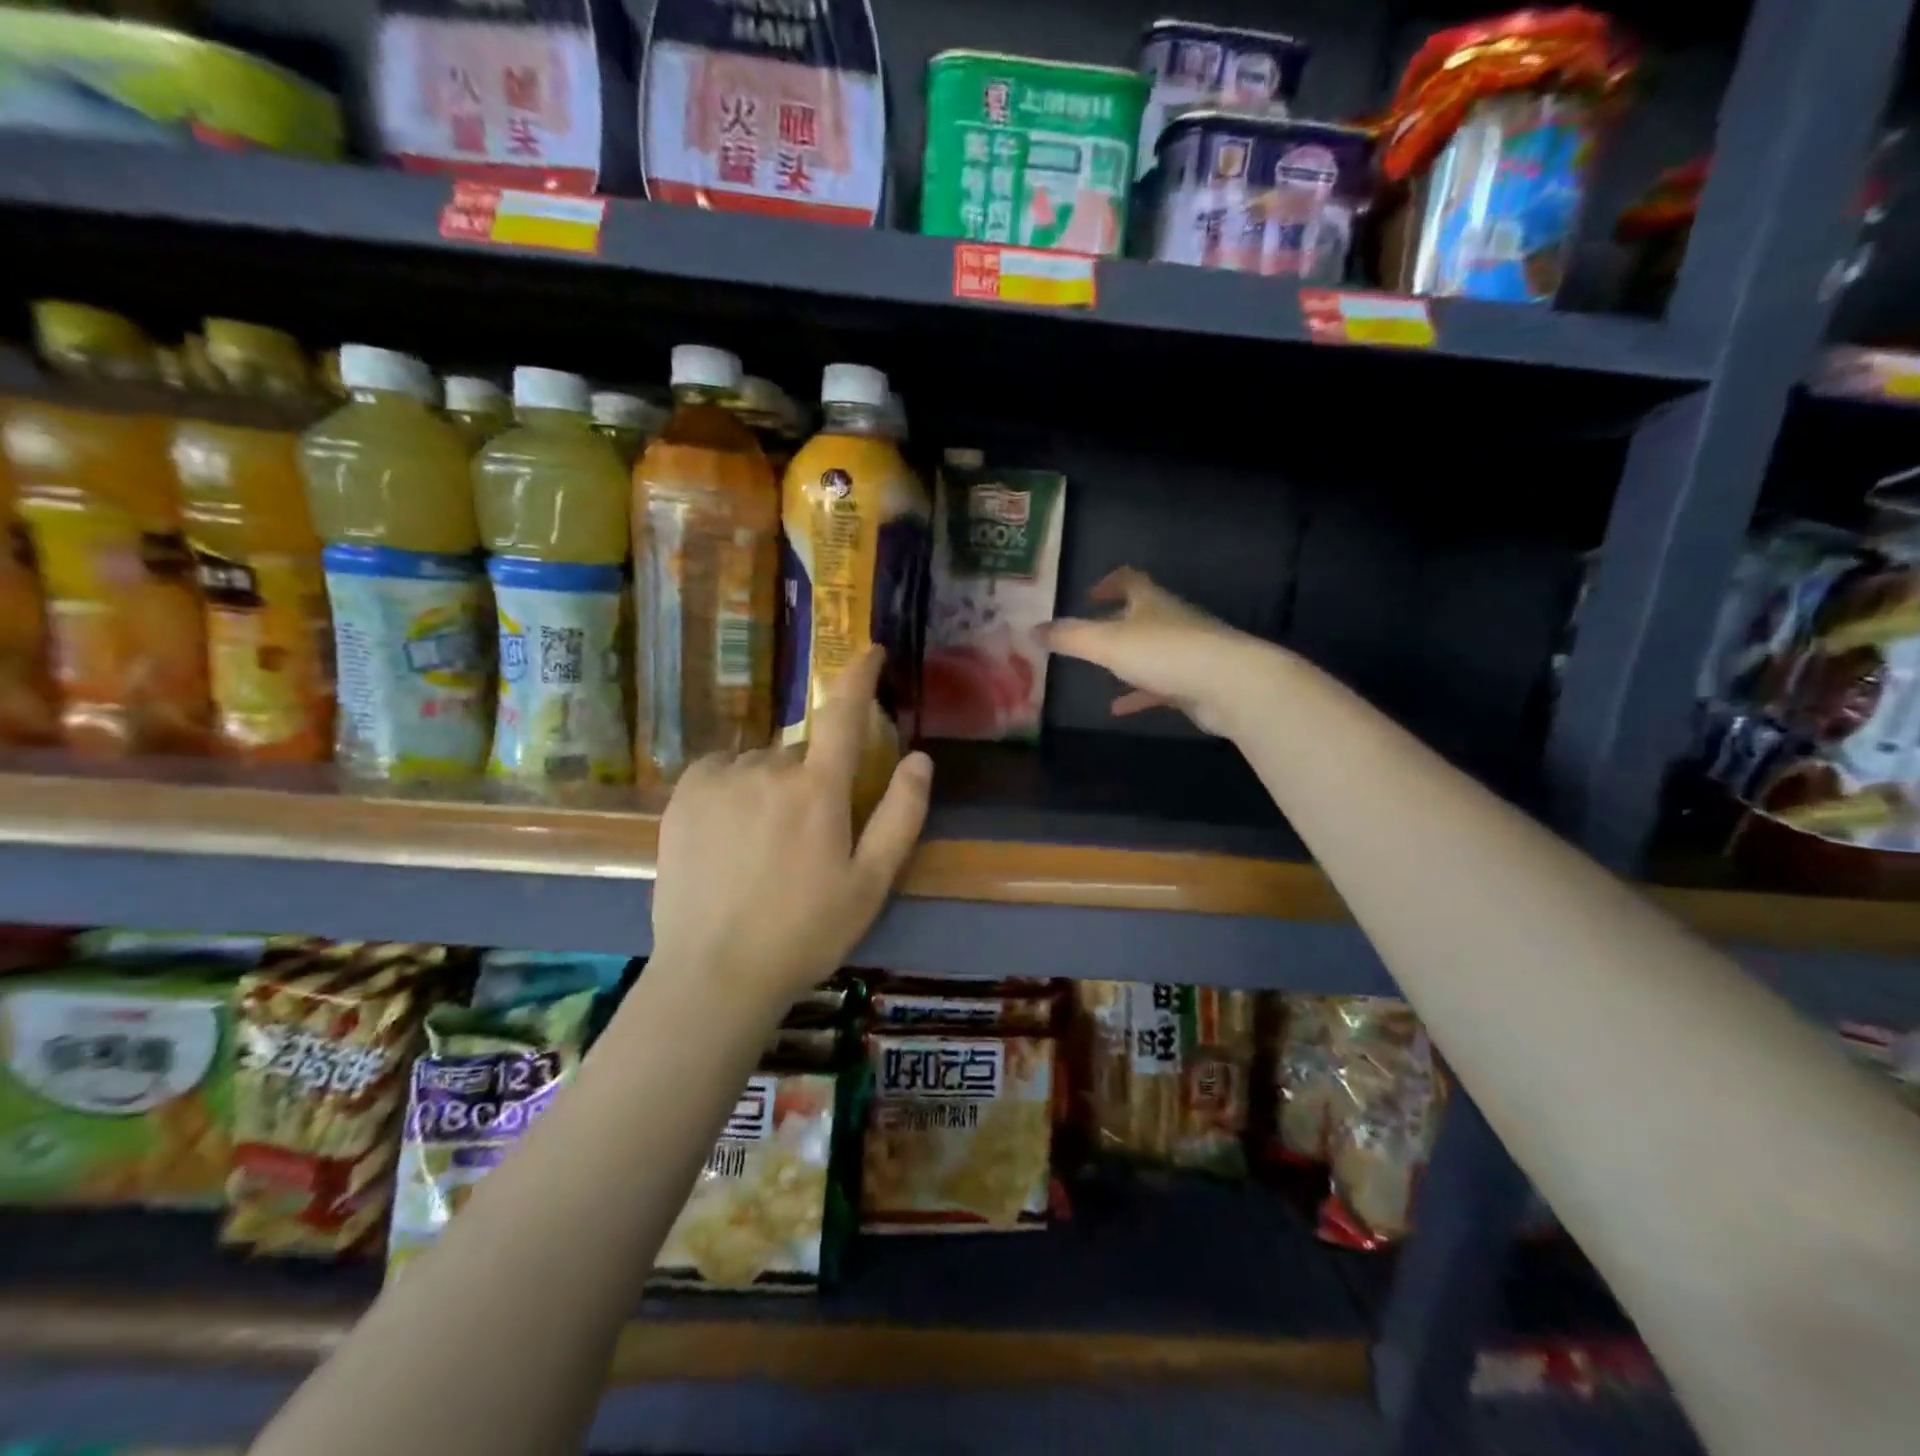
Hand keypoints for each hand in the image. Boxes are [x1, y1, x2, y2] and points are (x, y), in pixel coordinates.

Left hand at [650, 647, 933, 1006]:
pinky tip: (730, 835)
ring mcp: (721, 778)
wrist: (714, 974)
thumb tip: (921, 757)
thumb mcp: (870, 883)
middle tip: (807, 840)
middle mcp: (769, 770)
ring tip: (762, 849)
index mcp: (819, 790)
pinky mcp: (685, 794)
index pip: (845, 714)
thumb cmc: (805, 932)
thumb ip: (901, 815)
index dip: (860, 676)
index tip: (870, 650)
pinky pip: (723, 770)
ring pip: (762, 765)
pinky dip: (735, 788)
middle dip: (812, 782)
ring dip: (772, 788)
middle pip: (802, 754)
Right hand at [1045, 567, 1266, 735]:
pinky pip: (1160, 685)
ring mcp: (1187, 651)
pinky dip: (1138, 693)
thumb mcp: (1107, 643)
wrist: (1229, 684)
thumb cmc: (1165, 652)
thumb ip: (1070, 636)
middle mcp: (1171, 620)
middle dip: (1116, 622)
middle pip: (1142, 614)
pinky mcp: (1195, 682)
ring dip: (1127, 660)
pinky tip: (1118, 710)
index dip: (1108, 583)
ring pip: (1151, 651)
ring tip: (1099, 673)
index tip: (1089, 595)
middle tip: (1089, 634)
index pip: (1130, 579)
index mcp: (1151, 601)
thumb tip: (1033, 630)